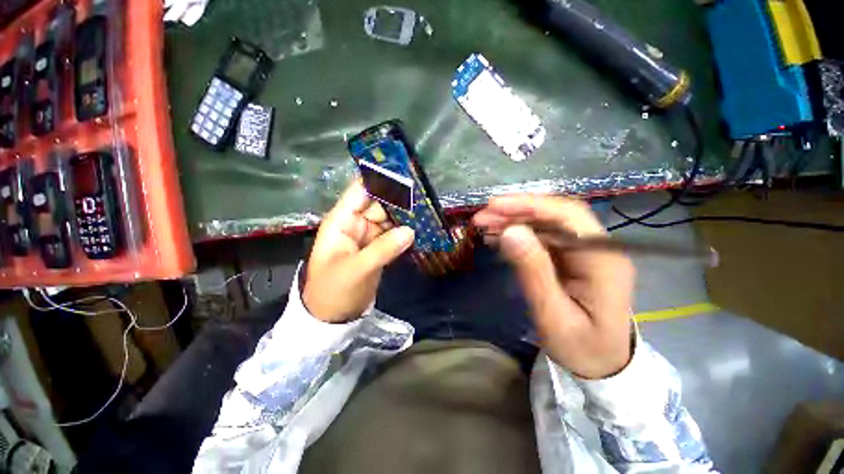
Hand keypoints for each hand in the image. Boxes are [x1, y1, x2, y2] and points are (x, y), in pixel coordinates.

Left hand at [303, 181, 414, 322]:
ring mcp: (368, 236)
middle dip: (399, 199)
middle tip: (423, 194)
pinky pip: (393, 234)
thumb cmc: (333, 291)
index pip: (359, 191)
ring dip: (405, 216)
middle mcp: (355, 223)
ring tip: (427, 210)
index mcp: (341, 221)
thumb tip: (410, 231)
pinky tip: (420, 229)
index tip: (403, 173)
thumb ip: (382, 249)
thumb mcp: (355, 270)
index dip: (379, 180)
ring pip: (388, 219)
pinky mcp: (377, 248)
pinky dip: (405, 232)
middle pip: (378, 203)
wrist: (332, 317)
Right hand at [473, 195, 634, 378]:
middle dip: (516, 211)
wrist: (603, 364)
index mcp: (603, 260)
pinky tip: (497, 236)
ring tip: (484, 224)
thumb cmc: (582, 347)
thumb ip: (534, 272)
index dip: (530, 205)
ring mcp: (584, 250)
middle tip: (482, 217)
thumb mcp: (553, 316)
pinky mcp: (571, 256)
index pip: (568, 216)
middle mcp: (597, 247)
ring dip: (513, 220)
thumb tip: (510, 232)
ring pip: (546, 223)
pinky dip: (517, 233)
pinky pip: (542, 236)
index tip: (495, 206)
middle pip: (556, 215)